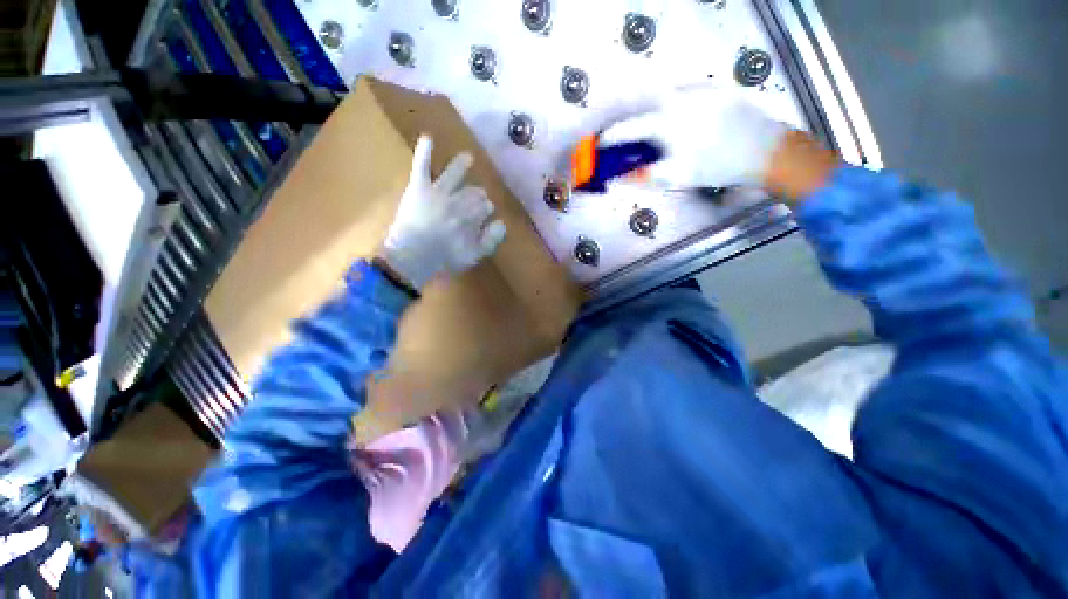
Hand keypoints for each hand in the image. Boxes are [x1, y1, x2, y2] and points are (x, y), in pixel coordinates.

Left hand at [379, 136, 506, 289]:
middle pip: (473, 192)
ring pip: (454, 174)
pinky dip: (424, 152)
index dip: (486, 208)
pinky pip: (422, 166)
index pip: (485, 206)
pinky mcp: (419, 188)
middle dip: (477, 193)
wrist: (413, 256)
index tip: (485, 211)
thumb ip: (491, 239)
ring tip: (468, 157)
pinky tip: (428, 137)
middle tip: (478, 195)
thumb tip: (501, 222)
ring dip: (461, 165)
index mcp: (472, 217)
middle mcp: (459, 201)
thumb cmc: (445, 258)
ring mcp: (439, 192)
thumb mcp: (474, 255)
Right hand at [599, 84, 788, 189]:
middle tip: (629, 141)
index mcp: (668, 123)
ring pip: (663, 100)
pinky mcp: (714, 87)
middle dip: (632, 125)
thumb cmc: (716, 167)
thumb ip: (642, 176)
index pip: (629, 128)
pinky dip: (673, 108)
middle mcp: (679, 98)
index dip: (611, 137)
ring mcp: (698, 89)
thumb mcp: (675, 177)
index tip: (599, 143)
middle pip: (642, 108)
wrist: (765, 150)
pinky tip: (681, 124)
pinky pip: (683, 95)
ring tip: (657, 135)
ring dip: (653, 116)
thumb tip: (617, 178)